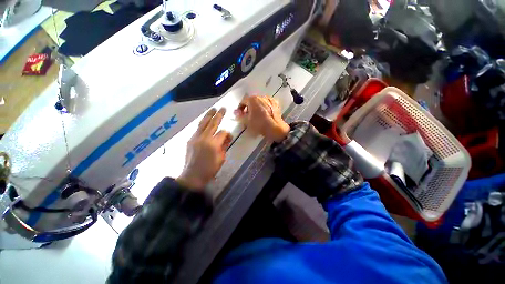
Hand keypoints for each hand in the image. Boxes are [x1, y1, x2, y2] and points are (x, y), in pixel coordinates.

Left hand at [177, 108, 232, 190]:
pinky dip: (202, 123)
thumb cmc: (210, 169)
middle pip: (213, 123)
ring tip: (213, 109)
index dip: (228, 133)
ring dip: (209, 115)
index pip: (223, 133)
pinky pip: (197, 128)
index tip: (229, 137)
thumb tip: (227, 137)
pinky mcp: (190, 139)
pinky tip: (206, 120)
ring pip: (203, 123)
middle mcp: (204, 138)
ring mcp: (196, 138)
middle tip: (223, 108)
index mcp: (213, 144)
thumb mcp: (221, 158)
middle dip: (219, 115)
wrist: (192, 176)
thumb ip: (224, 146)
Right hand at [234, 95, 289, 142]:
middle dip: (249, 108)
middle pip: (252, 101)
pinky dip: (265, 108)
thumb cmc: (259, 124)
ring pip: (260, 102)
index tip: (239, 114)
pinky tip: (264, 115)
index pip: (243, 102)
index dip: (240, 108)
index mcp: (253, 99)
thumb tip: (236, 113)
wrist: (275, 128)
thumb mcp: (247, 122)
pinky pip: (267, 105)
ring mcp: (269, 100)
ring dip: (257, 108)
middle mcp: (261, 97)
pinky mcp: (276, 105)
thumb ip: (240, 116)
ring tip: (256, 116)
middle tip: (247, 116)